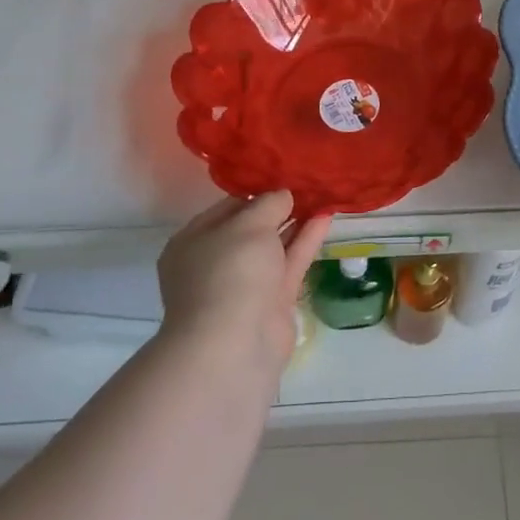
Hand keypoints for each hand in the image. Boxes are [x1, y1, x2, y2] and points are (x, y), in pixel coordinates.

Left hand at [157, 192, 331, 374]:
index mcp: (193, 242)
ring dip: (296, 221)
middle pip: (252, 228)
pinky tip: (326, 216)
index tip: (284, 172)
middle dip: (279, 206)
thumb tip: (283, 195)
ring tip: (322, 194)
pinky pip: (290, 263)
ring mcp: (245, 285)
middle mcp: (216, 262)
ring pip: (274, 246)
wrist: (234, 347)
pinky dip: (306, 240)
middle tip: (308, 181)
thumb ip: (269, 203)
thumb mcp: (249, 224)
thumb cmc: (230, 273)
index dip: (256, 190)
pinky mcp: (272, 303)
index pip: (227, 207)